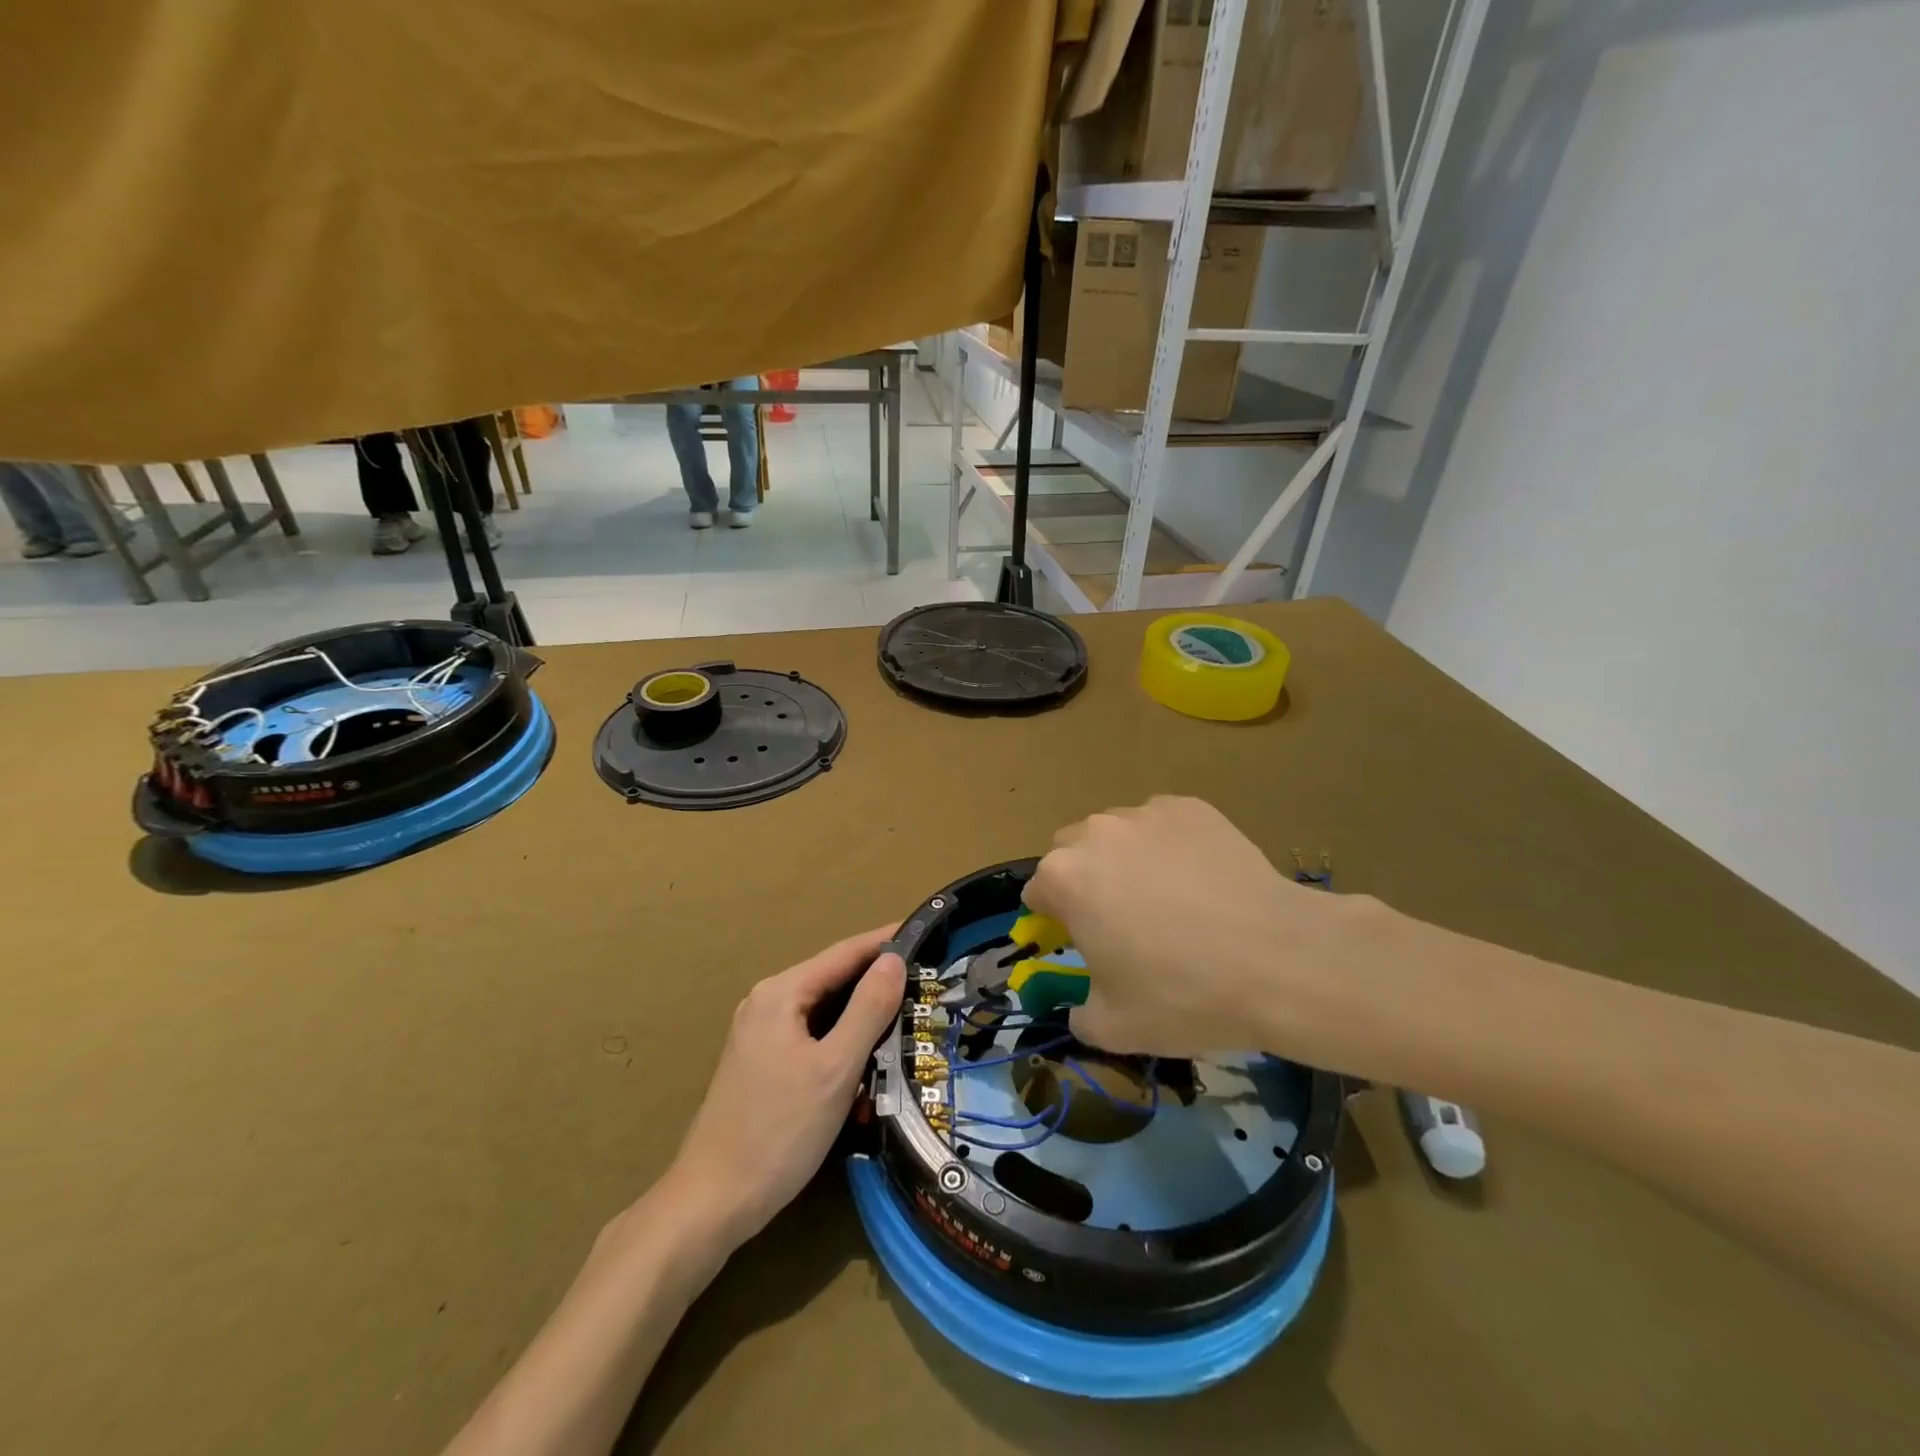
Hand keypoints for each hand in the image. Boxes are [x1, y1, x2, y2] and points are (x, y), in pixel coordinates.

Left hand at [662, 925, 903, 1249]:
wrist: (713, 1202)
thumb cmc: (779, 1131)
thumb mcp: (835, 1068)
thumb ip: (868, 1009)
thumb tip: (894, 959)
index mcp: (781, 993)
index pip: (844, 953)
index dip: (886, 942)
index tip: (925, 934)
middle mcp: (767, 1002)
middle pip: (833, 979)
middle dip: (877, 979)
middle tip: (926, 979)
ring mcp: (760, 1033)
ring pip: (824, 1009)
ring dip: (862, 1012)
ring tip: (908, 1011)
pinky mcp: (762, 1061)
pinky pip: (812, 1034)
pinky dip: (842, 1037)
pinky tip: (868, 1053)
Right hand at [1025, 797, 1406, 1070]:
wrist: (1277, 959)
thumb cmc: (1183, 994)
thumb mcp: (1114, 1027)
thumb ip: (1079, 1013)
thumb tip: (1080, 1004)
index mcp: (1065, 878)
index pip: (1038, 892)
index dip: (1055, 921)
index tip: (1082, 943)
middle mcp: (1096, 833)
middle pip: (1071, 852)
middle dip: (1085, 880)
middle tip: (1122, 920)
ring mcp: (1146, 813)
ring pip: (1117, 834)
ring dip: (1125, 859)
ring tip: (1169, 898)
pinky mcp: (1190, 807)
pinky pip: (1163, 825)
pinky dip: (1169, 847)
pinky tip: (1202, 881)